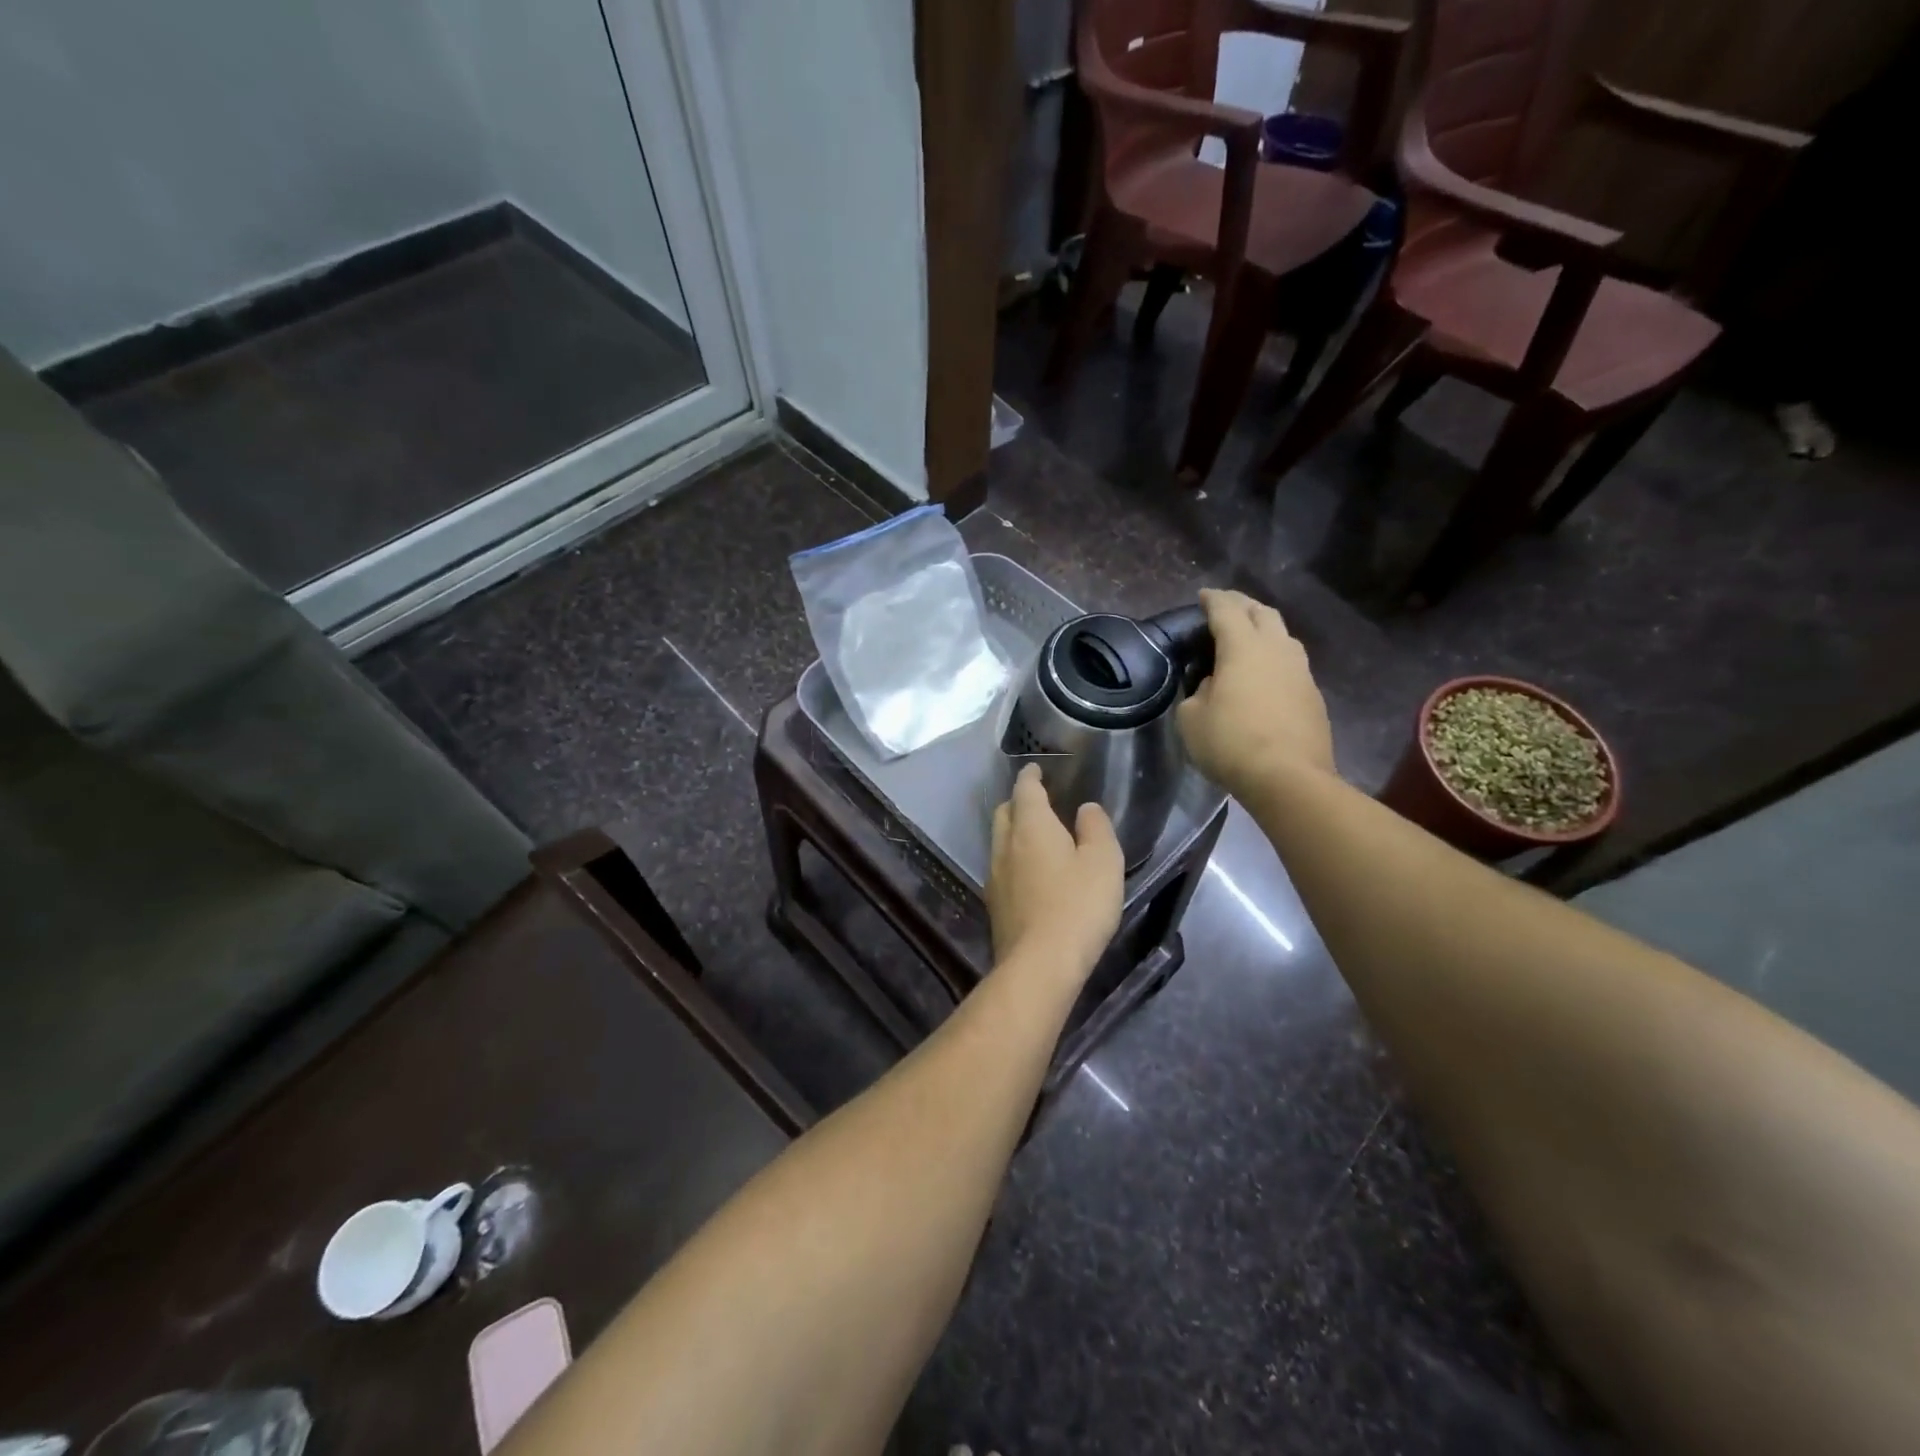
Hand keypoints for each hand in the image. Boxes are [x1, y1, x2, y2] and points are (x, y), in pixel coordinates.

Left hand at [987, 764, 1124, 982]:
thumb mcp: (1103, 861)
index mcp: (1031, 826)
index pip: (1025, 790)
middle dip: (1018, 803)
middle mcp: (1005, 845)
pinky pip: (1002, 868)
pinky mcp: (994, 905)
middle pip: (1005, 813)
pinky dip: (1014, 859)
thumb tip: (1085, 808)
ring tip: (1036, 837)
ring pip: (999, 841)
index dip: (1030, 776)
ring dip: (1014, 832)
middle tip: (1038, 802)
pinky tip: (1030, 874)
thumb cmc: (1078, 906)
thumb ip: (1096, 828)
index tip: (1035, 769)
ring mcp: (995, 876)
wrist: (1040, 964)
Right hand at [1177, 588, 1334, 795]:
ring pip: (1284, 636)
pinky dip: (1275, 658)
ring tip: (1249, 636)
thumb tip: (1215, 684)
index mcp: (1243, 647)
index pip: (1227, 610)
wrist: (1288, 778)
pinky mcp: (1313, 695)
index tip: (1203, 595)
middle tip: (1226, 607)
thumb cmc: (1231, 743)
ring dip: (1265, 629)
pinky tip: (1266, 673)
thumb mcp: (1192, 718)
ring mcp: (1301, 671)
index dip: (1213, 599)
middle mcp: (1277, 649)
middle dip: (1243, 605)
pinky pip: (1292, 664)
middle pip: (1262, 613)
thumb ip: (1199, 691)